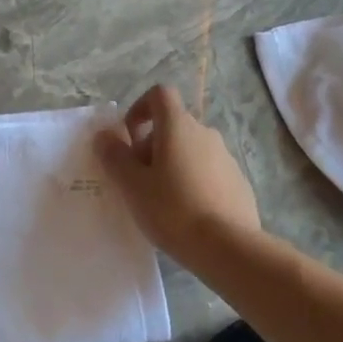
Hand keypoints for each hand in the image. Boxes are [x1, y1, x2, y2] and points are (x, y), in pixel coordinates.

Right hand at [94, 85, 259, 264]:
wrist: (228, 247)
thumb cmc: (173, 210)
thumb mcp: (133, 186)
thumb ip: (115, 156)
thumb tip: (105, 135)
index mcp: (178, 126)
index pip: (159, 94)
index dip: (139, 109)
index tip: (129, 140)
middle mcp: (205, 133)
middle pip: (173, 125)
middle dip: (151, 146)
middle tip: (139, 181)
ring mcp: (226, 157)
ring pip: (191, 150)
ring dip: (172, 165)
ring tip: (161, 202)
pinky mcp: (238, 181)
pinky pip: (208, 172)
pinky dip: (193, 182)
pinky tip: (187, 214)